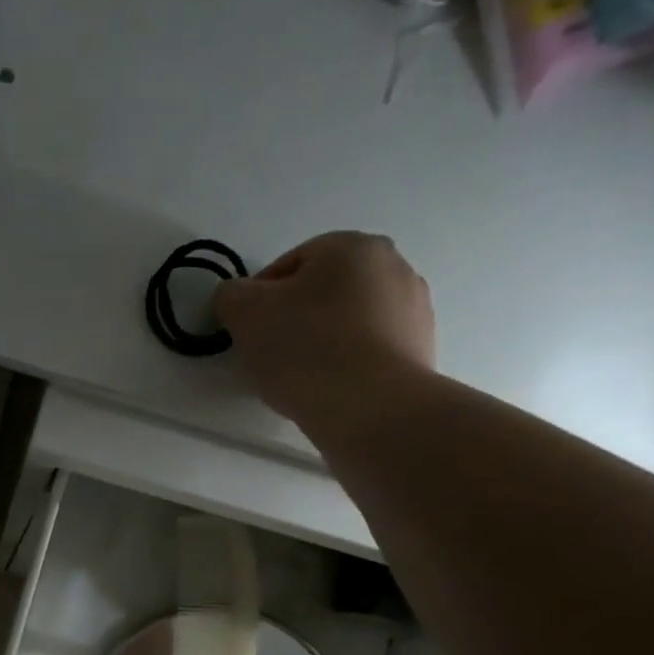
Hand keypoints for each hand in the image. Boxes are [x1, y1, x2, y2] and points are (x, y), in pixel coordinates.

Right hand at [213, 232, 435, 444]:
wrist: (371, 408)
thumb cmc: (306, 348)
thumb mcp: (245, 313)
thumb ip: (232, 295)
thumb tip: (238, 297)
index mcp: (353, 246)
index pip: (289, 265)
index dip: (259, 299)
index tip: (248, 333)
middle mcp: (394, 267)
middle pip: (323, 292)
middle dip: (294, 319)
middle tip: (271, 355)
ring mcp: (414, 310)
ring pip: (348, 322)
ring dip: (322, 343)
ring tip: (301, 379)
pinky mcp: (421, 352)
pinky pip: (370, 352)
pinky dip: (348, 366)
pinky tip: (330, 390)